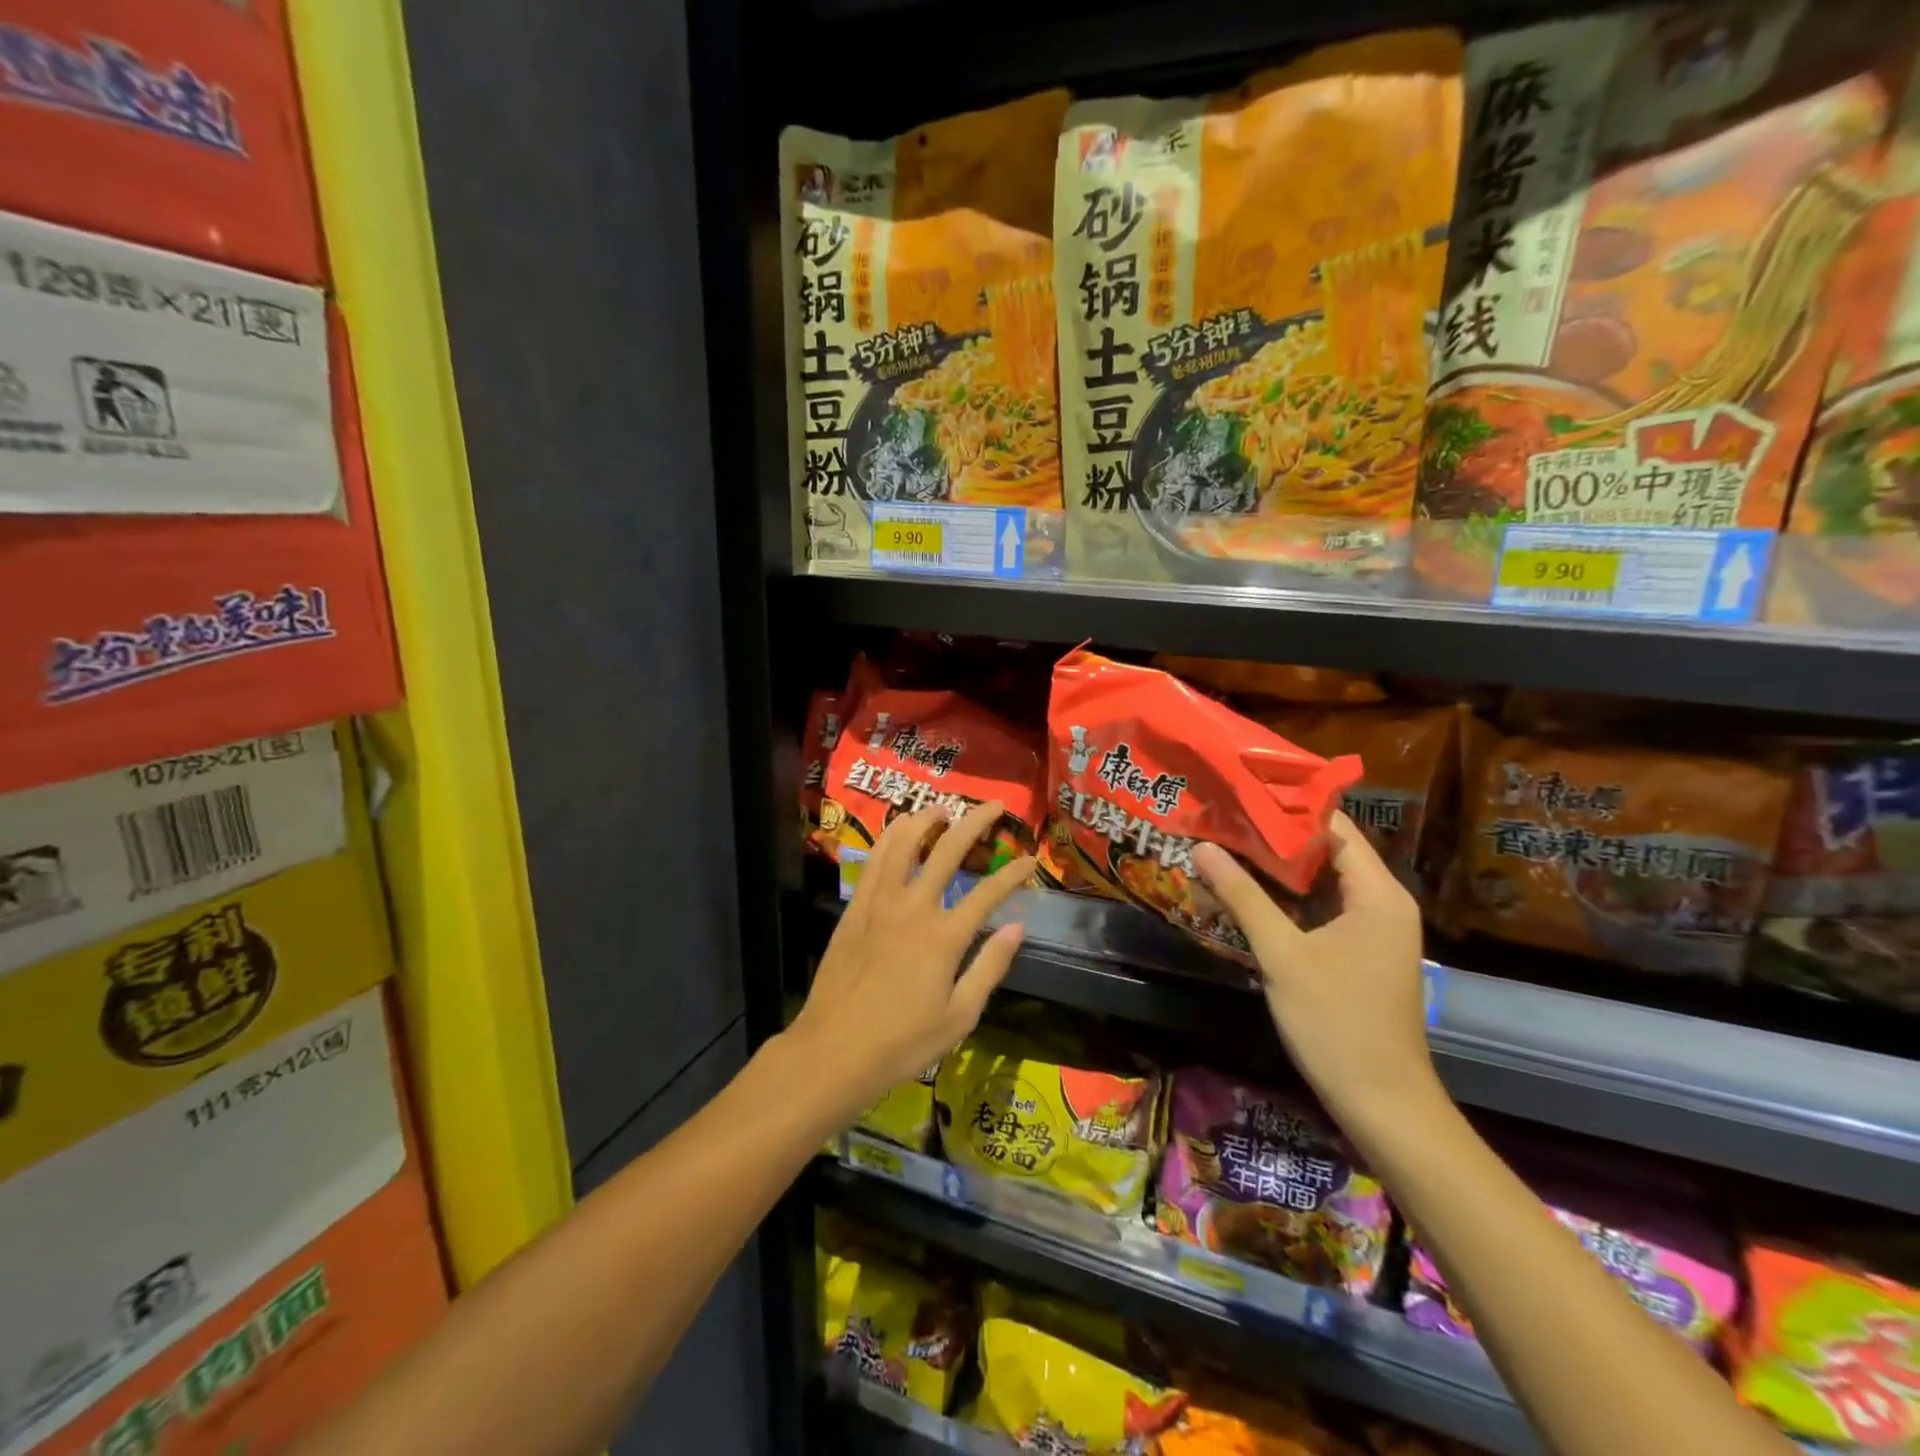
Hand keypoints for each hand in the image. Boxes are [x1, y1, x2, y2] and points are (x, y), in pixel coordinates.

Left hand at [790, 801, 1034, 1120]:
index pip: (988, 892)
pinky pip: (873, 861)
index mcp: (944, 937)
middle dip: (975, 823)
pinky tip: (898, 830)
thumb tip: (1017, 927)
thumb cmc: (902, 1043)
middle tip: (993, 806)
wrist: (834, 1050)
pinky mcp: (855, 909)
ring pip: (903, 844)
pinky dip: (889, 838)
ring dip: (925, 819)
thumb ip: (990, 967)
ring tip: (942, 808)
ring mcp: (879, 904)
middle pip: (948, 851)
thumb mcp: (960, 1016)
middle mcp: (913, 908)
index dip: (1014, 873)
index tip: (1031, 858)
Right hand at [1192, 813, 1439, 1134]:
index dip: (1289, 809)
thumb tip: (1202, 847)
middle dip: (1276, 837)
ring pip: (1322, 884)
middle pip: (1328, 853)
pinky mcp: (1360, 955)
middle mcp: (1383, 904)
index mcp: (1378, 894)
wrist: (1382, 1104)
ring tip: (1227, 846)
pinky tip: (1248, 894)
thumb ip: (1242, 897)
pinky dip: (1288, 899)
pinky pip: (1322, 910)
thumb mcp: (1281, 955)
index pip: (1335, 829)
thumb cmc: (1337, 1022)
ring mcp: (1373, 932)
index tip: (1241, 794)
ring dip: (1279, 869)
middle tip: (1224, 818)